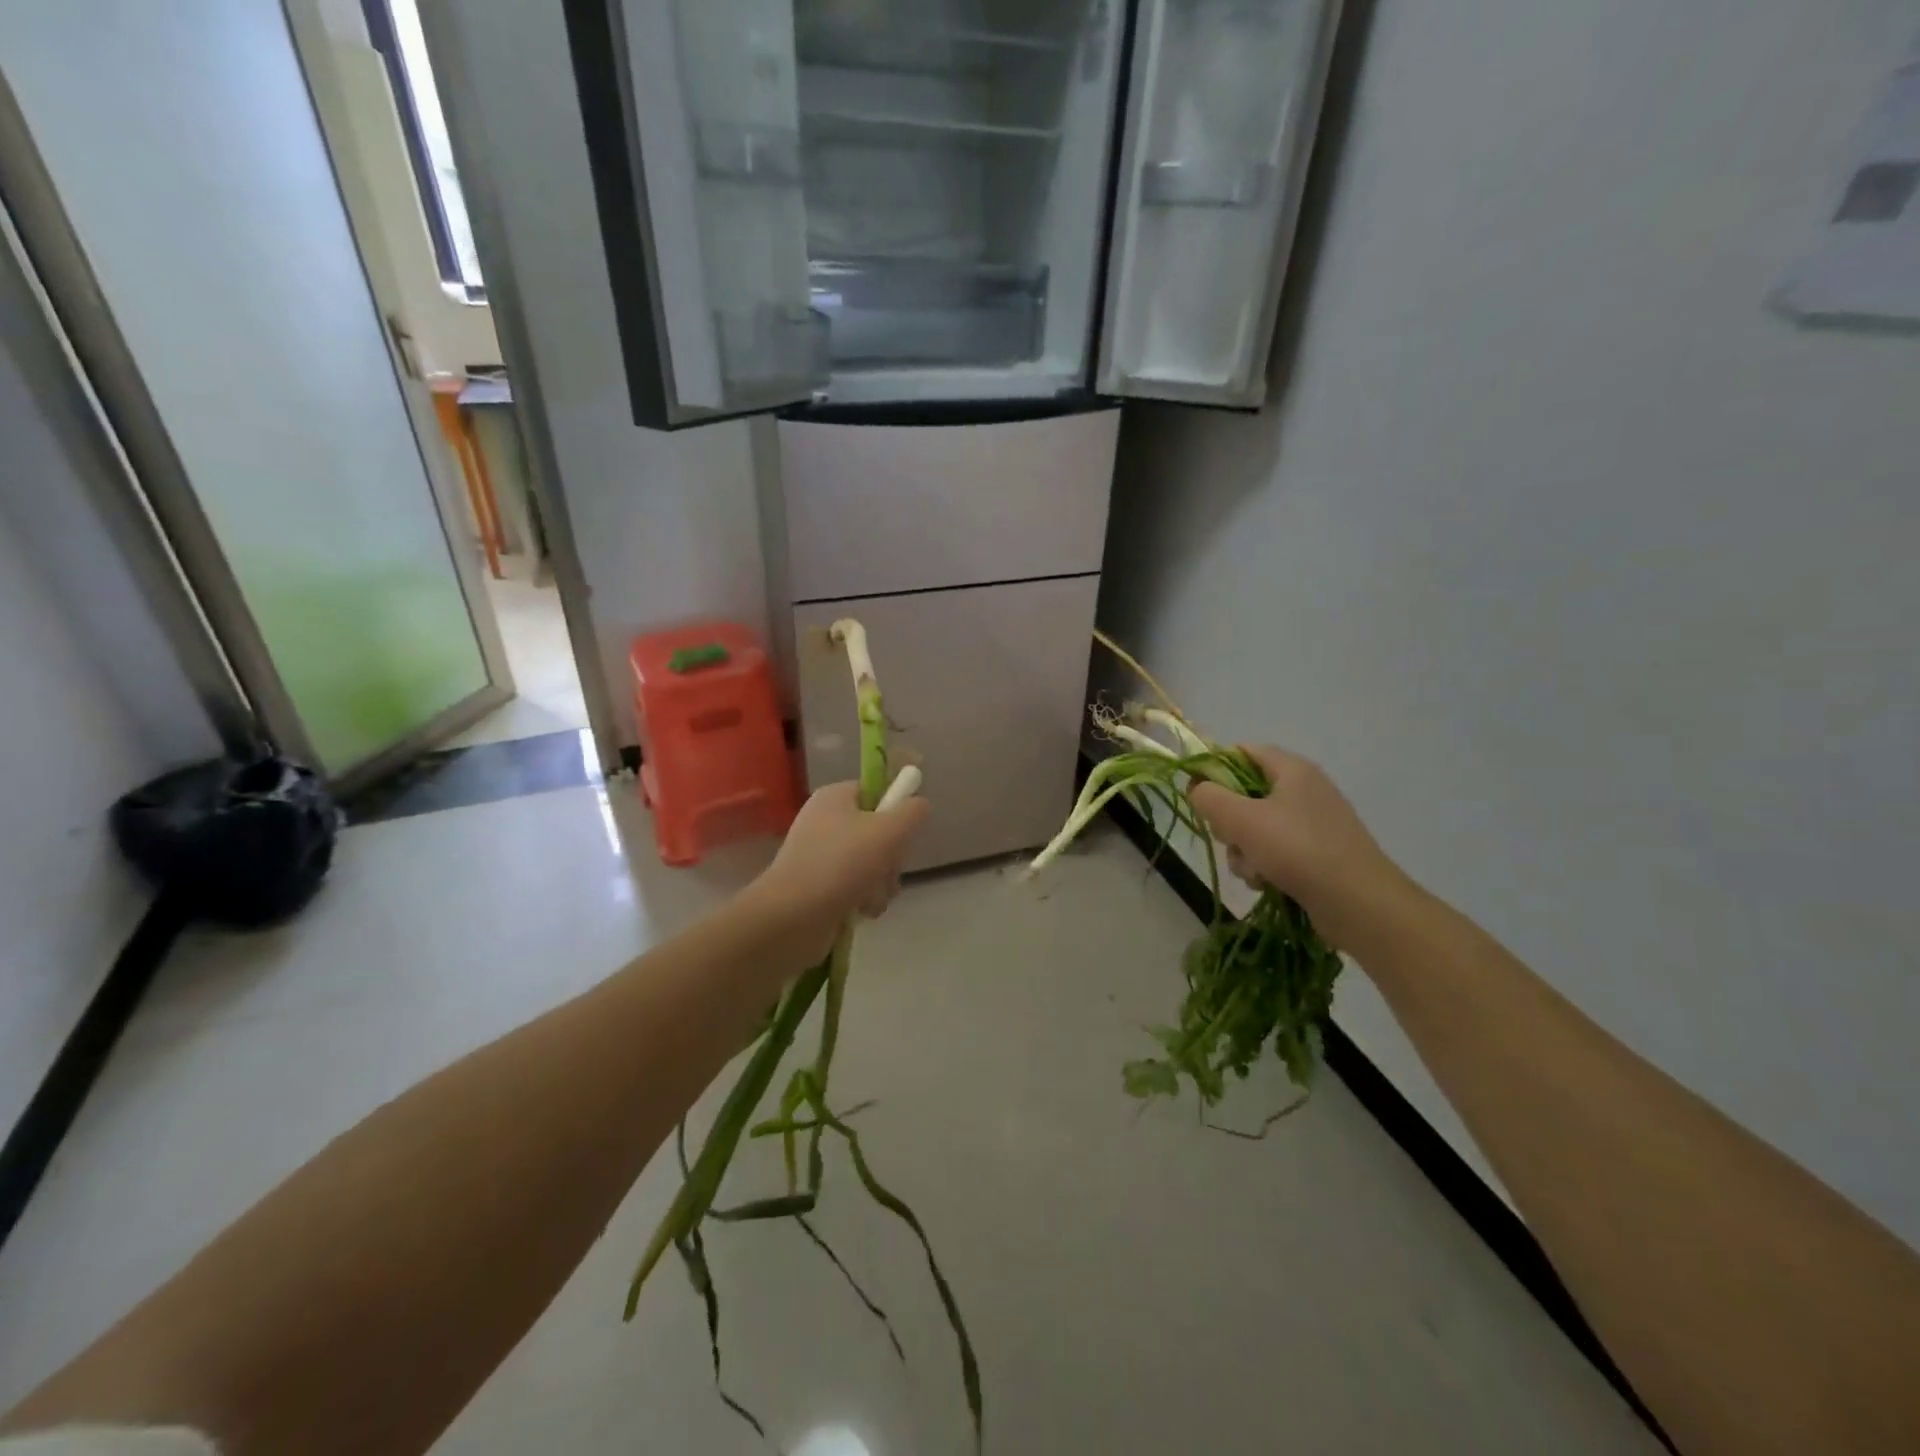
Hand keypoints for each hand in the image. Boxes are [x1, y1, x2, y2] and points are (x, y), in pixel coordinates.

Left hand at [745, 780, 929, 959]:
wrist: (792, 917)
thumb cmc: (842, 864)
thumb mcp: (888, 831)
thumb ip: (912, 812)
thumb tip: (920, 804)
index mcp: (834, 798)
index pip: (874, 791)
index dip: (894, 809)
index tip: (904, 831)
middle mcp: (825, 822)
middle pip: (877, 830)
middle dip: (891, 856)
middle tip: (888, 869)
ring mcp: (820, 857)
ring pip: (871, 863)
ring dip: (882, 882)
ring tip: (873, 897)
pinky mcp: (819, 888)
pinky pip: (856, 887)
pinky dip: (865, 899)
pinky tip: (863, 911)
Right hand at [1188, 746, 1408, 949]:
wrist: (1359, 904)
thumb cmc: (1297, 850)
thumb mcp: (1241, 819)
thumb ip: (1209, 797)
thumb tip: (1197, 789)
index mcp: (1292, 769)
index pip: (1241, 752)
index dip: (1214, 768)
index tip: (1198, 795)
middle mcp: (1305, 790)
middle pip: (1245, 793)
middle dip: (1228, 820)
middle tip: (1229, 838)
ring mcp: (1313, 823)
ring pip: (1256, 827)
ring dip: (1243, 849)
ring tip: (1251, 870)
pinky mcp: (1318, 854)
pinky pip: (1276, 850)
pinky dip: (1264, 865)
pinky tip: (1265, 883)